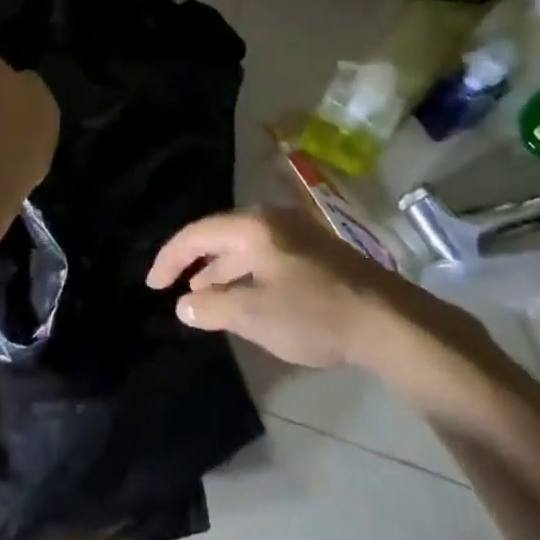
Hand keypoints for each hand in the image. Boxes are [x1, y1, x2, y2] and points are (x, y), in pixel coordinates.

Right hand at [146, 206, 408, 369]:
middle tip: (175, 291)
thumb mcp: (254, 315)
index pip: (197, 233)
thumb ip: (213, 307)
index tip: (152, 285)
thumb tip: (184, 303)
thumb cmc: (313, 313)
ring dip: (221, 270)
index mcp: (252, 227)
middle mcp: (271, 219)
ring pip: (245, 247)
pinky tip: (246, 298)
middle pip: (221, 235)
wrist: (386, 319)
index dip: (170, 257)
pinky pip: (266, 256)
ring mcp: (296, 232)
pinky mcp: (315, 251)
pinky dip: (246, 274)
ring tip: (205, 297)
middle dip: (196, 263)